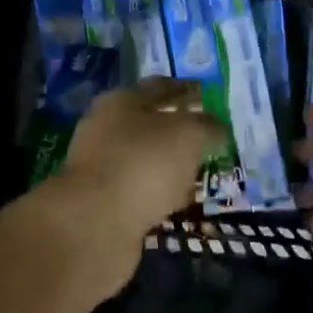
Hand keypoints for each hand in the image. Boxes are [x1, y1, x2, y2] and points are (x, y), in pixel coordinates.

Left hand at [59, 76, 222, 240]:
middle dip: (179, 130)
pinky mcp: (103, 202)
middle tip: (209, 139)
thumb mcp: (188, 135)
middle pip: (150, 123)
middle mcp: (106, 128)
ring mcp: (102, 167)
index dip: (187, 90)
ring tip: (199, 173)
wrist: (95, 225)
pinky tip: (178, 202)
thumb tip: (217, 128)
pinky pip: (140, 191)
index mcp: (122, 101)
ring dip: (169, 165)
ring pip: (145, 159)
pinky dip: (159, 193)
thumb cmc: (144, 164)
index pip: (160, 87)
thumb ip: (207, 127)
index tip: (210, 98)